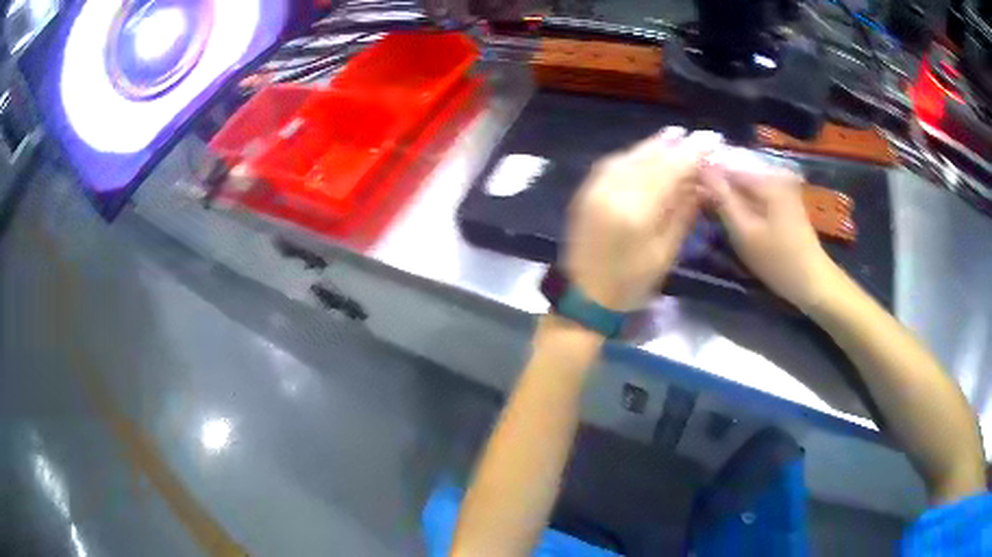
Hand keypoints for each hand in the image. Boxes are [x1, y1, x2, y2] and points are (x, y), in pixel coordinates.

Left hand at [565, 128, 722, 311]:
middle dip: (675, 144)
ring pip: (630, 156)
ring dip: (654, 145)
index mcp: (636, 210)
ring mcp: (595, 188)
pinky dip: (634, 154)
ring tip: (676, 136)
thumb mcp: (666, 252)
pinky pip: (613, 163)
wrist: (585, 295)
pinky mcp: (585, 190)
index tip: (711, 139)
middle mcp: (612, 191)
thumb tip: (700, 182)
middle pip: (649, 158)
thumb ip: (683, 212)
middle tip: (696, 135)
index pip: (670, 170)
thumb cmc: (632, 282)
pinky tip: (647, 152)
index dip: (692, 152)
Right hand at [699, 148, 837, 309]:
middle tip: (697, 204)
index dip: (704, 175)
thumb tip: (700, 169)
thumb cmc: (778, 260)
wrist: (813, 282)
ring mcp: (781, 188)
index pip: (726, 164)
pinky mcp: (783, 202)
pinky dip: (742, 203)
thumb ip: (721, 199)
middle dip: (717, 185)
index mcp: (766, 178)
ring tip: (710, 211)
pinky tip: (731, 217)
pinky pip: (754, 194)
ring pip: (744, 185)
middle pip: (736, 172)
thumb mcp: (744, 232)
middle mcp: (774, 175)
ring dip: (728, 196)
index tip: (687, 190)